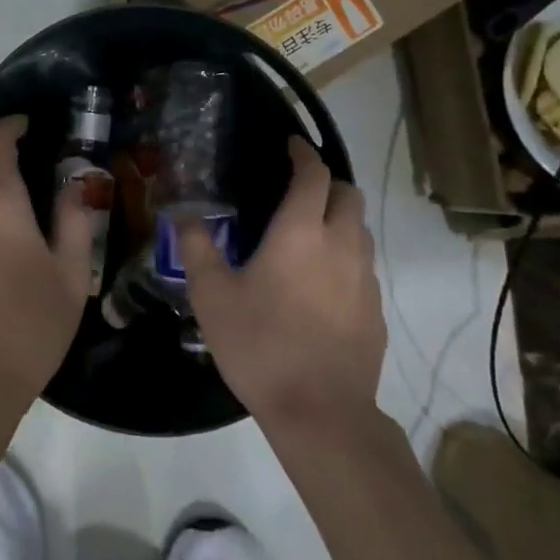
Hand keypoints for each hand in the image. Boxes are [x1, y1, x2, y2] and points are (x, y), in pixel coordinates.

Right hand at [182, 137, 385, 429]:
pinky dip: (346, 259)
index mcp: (301, 231)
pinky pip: (364, 268)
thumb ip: (197, 247)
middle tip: (299, 191)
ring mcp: (365, 279)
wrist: (321, 414)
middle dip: (328, 183)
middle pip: (349, 195)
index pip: (313, 174)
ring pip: (361, 231)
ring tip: (308, 236)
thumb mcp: (212, 295)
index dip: (303, 154)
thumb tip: (183, 214)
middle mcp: (341, 245)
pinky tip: (320, 286)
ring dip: (340, 220)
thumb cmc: (260, 345)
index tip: (291, 145)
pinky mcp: (376, 312)